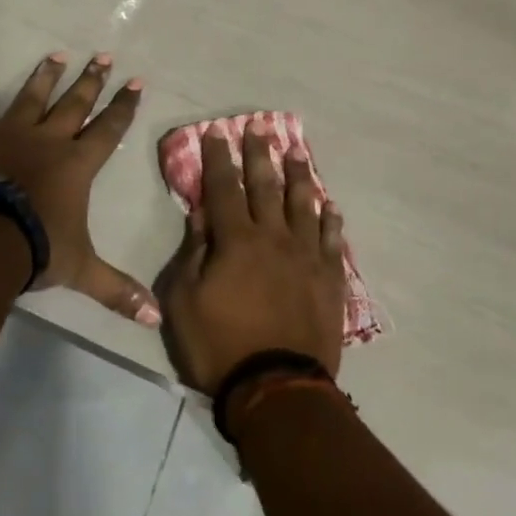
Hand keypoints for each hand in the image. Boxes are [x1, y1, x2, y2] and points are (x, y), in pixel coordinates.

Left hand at [0, 51, 159, 326]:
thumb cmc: (36, 248)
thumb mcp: (80, 270)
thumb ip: (115, 289)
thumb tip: (155, 319)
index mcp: (76, 164)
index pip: (108, 129)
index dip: (124, 106)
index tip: (136, 81)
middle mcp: (48, 140)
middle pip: (74, 104)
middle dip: (91, 80)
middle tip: (103, 55)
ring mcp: (10, 134)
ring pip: (32, 97)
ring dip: (45, 76)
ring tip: (56, 53)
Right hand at [161, 124, 347, 391]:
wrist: (277, 389)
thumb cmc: (220, 346)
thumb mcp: (184, 301)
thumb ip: (193, 252)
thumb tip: (201, 213)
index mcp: (236, 240)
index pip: (224, 187)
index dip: (218, 157)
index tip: (216, 131)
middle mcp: (274, 238)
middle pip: (266, 185)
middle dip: (260, 153)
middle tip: (259, 126)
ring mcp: (306, 257)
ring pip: (303, 204)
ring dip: (299, 175)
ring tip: (297, 151)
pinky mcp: (329, 280)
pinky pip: (331, 240)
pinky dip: (330, 220)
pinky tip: (330, 205)